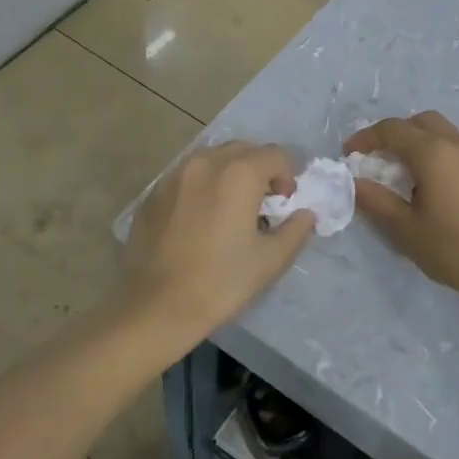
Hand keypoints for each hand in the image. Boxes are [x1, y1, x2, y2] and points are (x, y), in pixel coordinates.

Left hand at [123, 143, 315, 353]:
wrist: (156, 308)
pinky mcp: (153, 193)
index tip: (284, 204)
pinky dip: (202, 185)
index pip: (276, 155)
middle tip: (261, 204)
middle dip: (260, 169)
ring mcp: (175, 175)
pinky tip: (199, 218)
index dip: (288, 176)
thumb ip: (296, 230)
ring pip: (212, 158)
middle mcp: (206, 162)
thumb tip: (305, 214)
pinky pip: (187, 175)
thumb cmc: (220, 283)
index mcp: (239, 174)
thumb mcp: (271, 260)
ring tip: (229, 208)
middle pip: (244, 150)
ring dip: (229, 173)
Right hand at [344, 111, 458, 301]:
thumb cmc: (453, 247)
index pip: (392, 130)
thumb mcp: (406, 228)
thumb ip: (377, 201)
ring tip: (402, 171)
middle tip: (377, 158)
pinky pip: (455, 146)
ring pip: (440, 131)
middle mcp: (456, 142)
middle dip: (394, 133)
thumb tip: (355, 182)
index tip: (348, 154)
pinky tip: (430, 183)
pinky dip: (436, 151)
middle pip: (419, 122)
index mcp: (432, 151)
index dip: (366, 137)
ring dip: (417, 141)